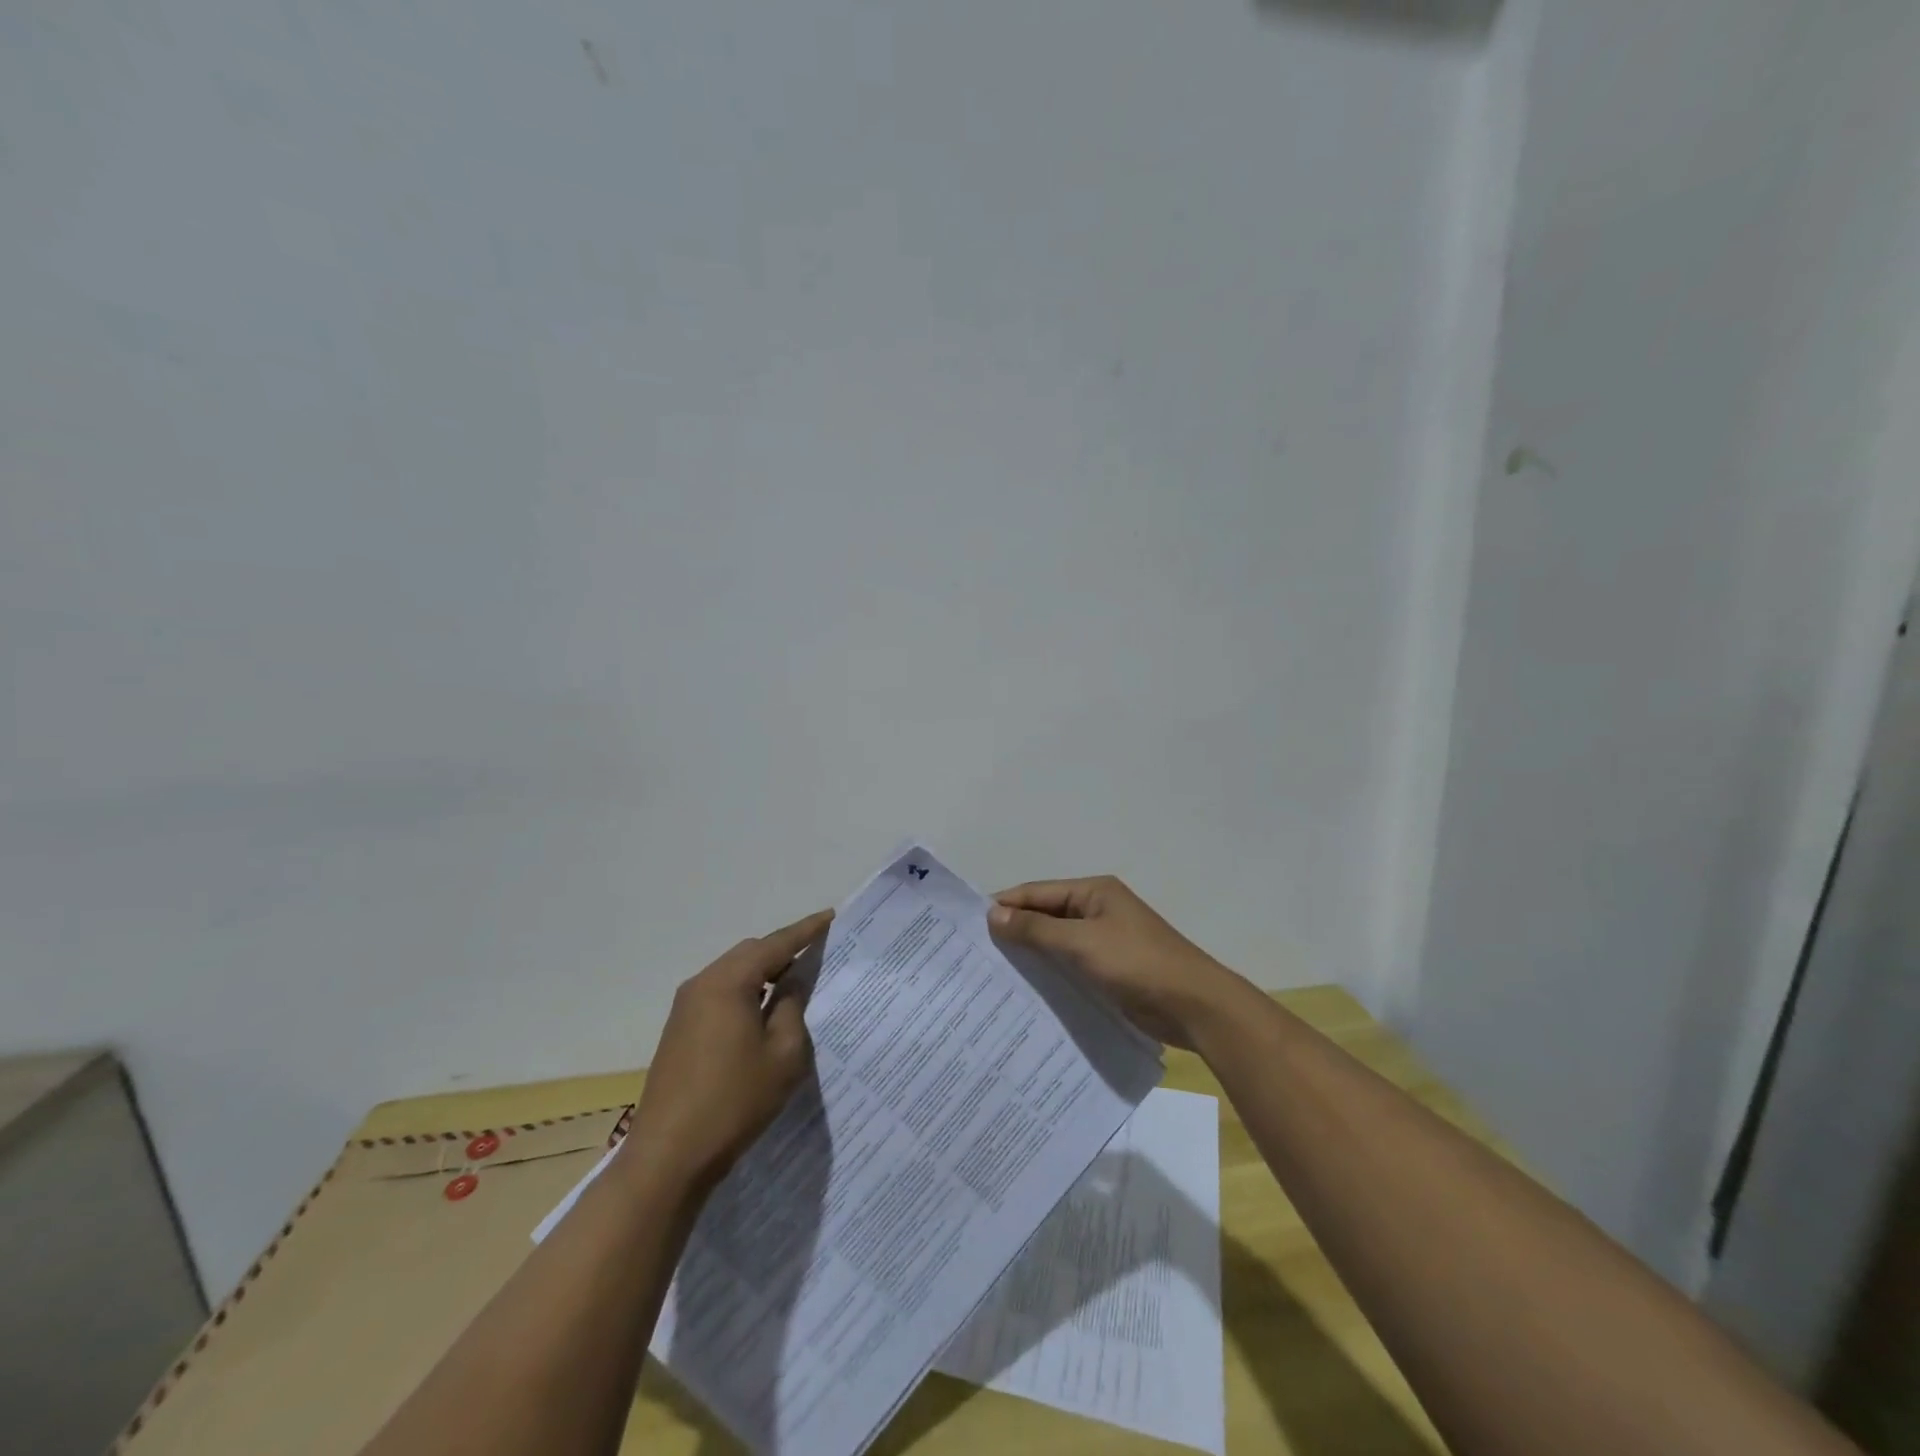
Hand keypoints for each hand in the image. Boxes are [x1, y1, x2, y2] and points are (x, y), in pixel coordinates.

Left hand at [627, 909, 832, 1193]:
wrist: (668, 1156)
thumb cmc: (734, 1101)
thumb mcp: (783, 1054)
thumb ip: (791, 1008)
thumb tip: (791, 985)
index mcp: (728, 982)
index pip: (775, 944)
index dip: (806, 930)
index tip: (831, 917)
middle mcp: (702, 984)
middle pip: (750, 954)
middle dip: (783, 950)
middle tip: (817, 954)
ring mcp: (685, 1008)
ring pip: (733, 973)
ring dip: (763, 973)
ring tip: (795, 982)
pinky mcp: (679, 1030)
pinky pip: (720, 994)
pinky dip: (745, 992)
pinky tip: (763, 1012)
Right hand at [989, 877, 1248, 1048]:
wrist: (1193, 1005)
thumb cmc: (1137, 963)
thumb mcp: (1082, 942)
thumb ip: (1037, 929)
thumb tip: (993, 914)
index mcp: (1093, 892)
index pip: (1037, 892)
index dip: (1005, 905)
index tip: (969, 925)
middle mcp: (1097, 909)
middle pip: (1045, 915)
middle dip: (1014, 930)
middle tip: (976, 953)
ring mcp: (1104, 940)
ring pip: (1056, 942)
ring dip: (1030, 954)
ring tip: (992, 973)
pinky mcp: (1109, 969)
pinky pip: (1070, 964)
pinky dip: (1049, 972)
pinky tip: (1026, 990)